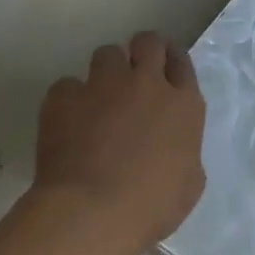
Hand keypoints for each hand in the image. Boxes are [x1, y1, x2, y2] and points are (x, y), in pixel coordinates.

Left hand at [31, 32, 206, 253]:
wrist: (93, 212)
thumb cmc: (152, 204)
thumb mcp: (190, 181)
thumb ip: (184, 152)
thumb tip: (173, 150)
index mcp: (184, 104)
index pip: (182, 62)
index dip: (172, 62)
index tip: (165, 71)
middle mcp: (147, 84)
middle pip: (148, 42)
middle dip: (142, 51)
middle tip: (134, 72)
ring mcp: (104, 86)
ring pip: (107, 53)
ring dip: (106, 70)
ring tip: (99, 96)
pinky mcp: (64, 99)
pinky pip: (66, 85)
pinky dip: (69, 99)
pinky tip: (67, 120)